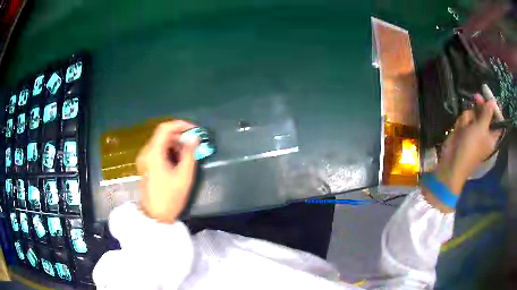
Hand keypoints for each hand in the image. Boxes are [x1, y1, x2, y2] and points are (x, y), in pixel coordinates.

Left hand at [136, 120, 198, 222]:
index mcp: (153, 154)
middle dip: (180, 134)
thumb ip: (189, 154)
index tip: (194, 130)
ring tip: (189, 152)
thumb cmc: (170, 197)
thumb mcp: (184, 176)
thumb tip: (194, 137)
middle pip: (162, 134)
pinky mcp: (146, 164)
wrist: (155, 215)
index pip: (165, 128)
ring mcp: (144, 159)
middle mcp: (146, 152)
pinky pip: (158, 150)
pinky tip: (179, 159)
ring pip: (160, 142)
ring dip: (175, 143)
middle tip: (195, 141)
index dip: (180, 125)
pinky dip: (169, 150)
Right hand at [436, 94, 501, 193]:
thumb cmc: (471, 147)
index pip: (497, 121)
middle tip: (476, 97)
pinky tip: (459, 128)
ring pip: (474, 115)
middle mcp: (484, 133)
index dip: (495, 109)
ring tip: (465, 126)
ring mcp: (474, 132)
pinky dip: (462, 121)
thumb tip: (493, 102)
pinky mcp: (465, 131)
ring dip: (469, 116)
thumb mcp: (481, 129)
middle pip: (485, 114)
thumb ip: (487, 114)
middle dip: (480, 107)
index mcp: (492, 137)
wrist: (453, 161)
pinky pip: (465, 119)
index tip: (490, 98)